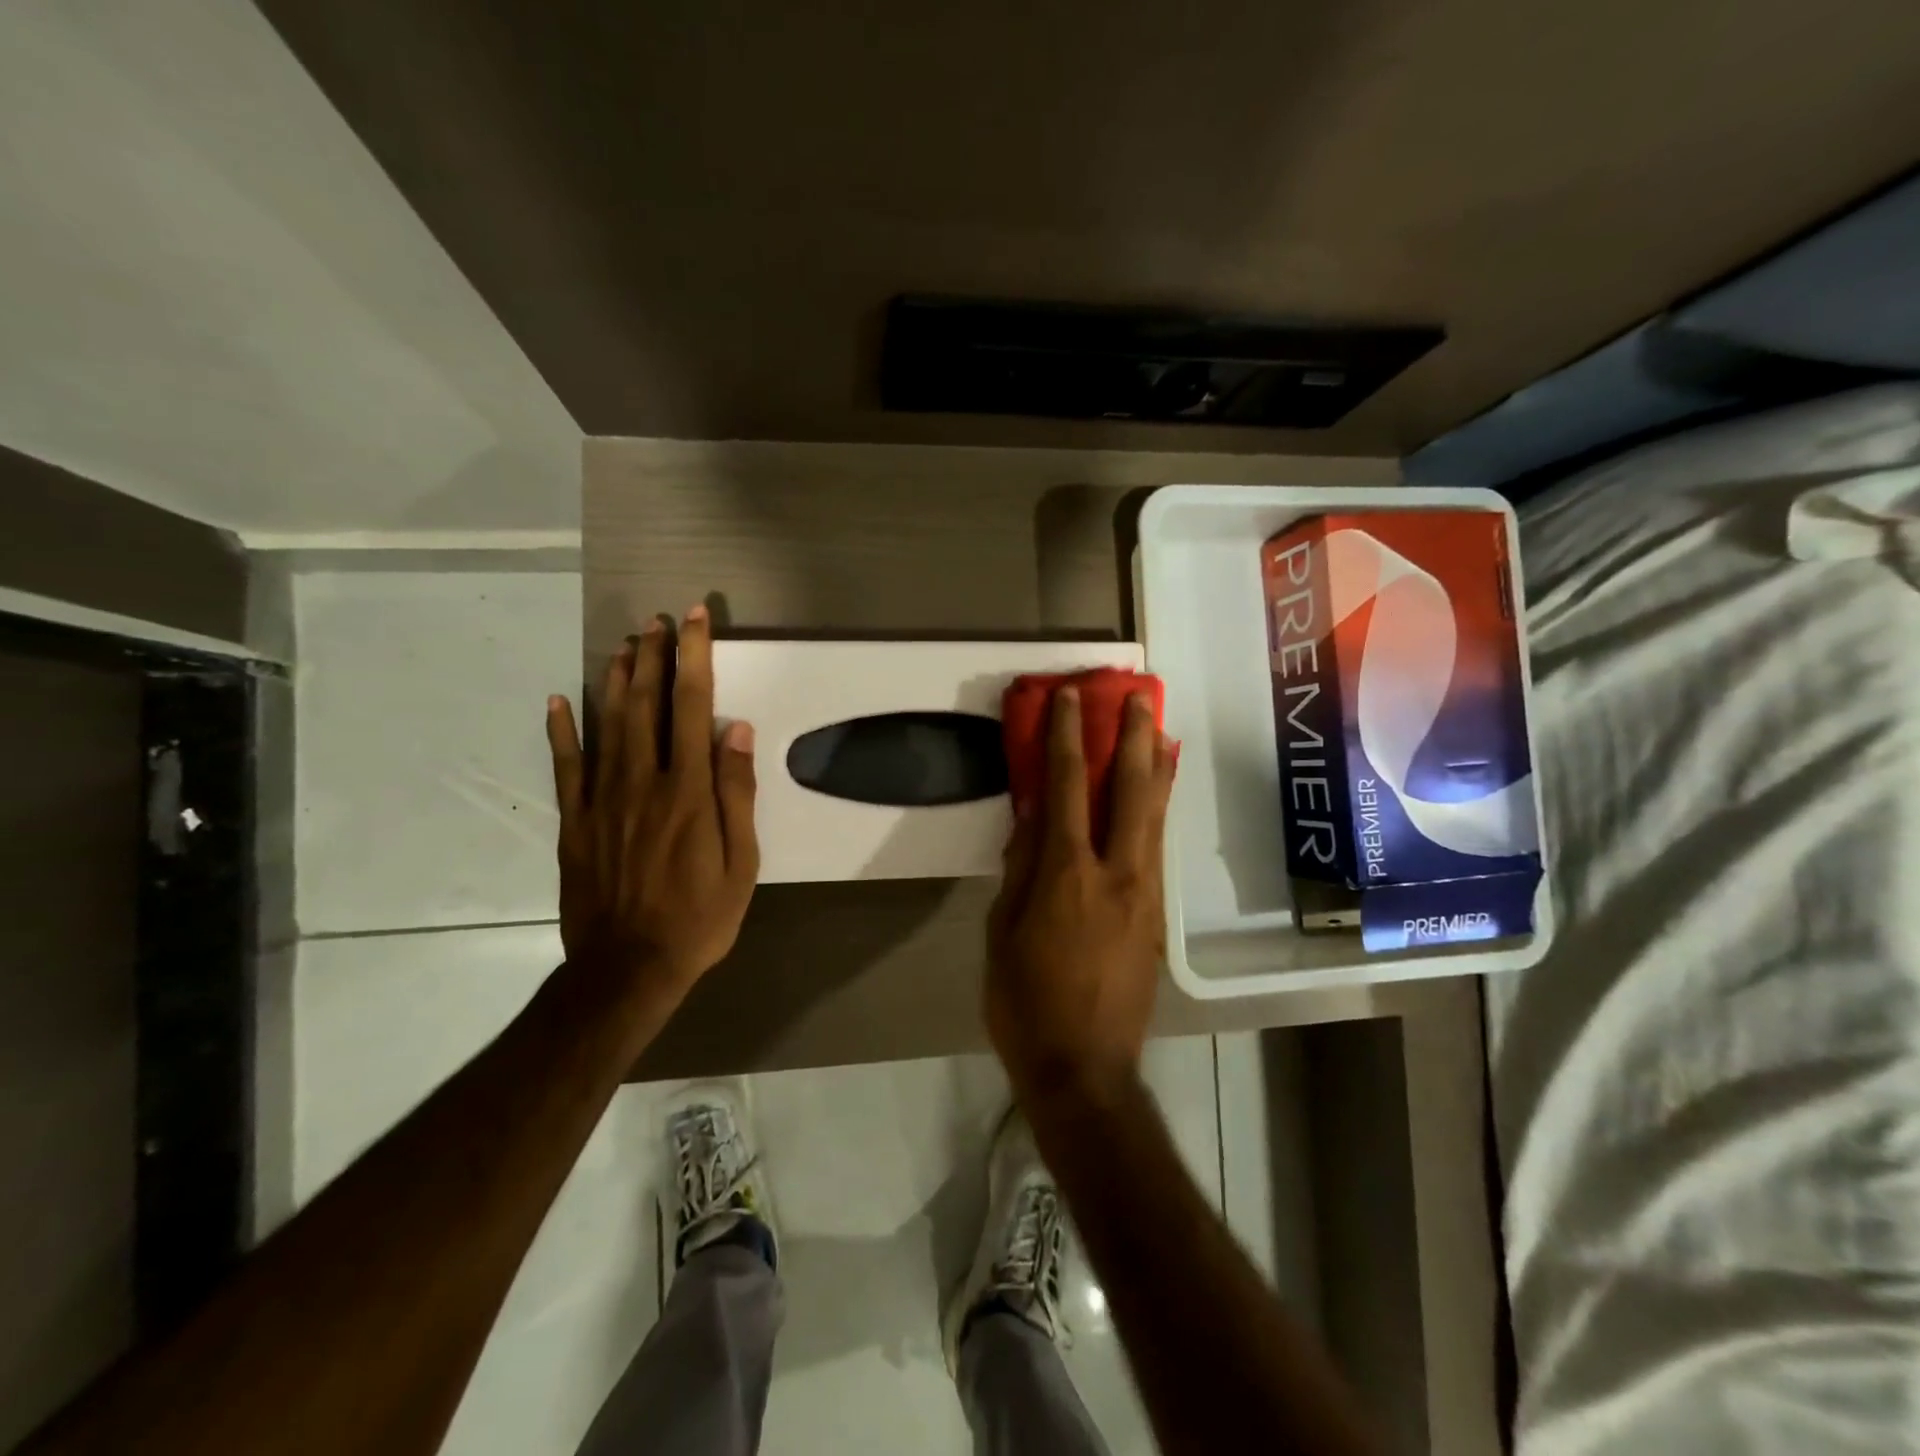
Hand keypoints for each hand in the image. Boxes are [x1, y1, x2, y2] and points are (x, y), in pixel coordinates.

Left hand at [545, 605, 758, 997]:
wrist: (627, 969)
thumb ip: (737, 794)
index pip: (692, 707)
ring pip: (607, 724)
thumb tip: (736, 730)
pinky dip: (562, 730)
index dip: (694, 657)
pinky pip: (566, 766)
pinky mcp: (575, 821)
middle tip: (656, 620)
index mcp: (689, 791)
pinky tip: (560, 699)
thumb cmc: (699, 918)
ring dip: (616, 679)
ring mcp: (602, 800)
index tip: (695, 619)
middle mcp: (643, 782)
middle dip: (653, 655)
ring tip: (625, 644)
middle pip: (645, 704)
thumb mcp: (742, 864)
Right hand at [986, 686, 1176, 1111]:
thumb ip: (1019, 869)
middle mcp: (1116, 873)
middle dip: (1134, 738)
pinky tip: (1159, 795)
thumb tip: (1032, 817)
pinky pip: (1158, 847)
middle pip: (1131, 790)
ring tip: (1161, 729)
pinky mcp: (1156, 915)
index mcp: (1068, 875)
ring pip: (1156, 816)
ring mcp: (1144, 894)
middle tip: (1138, 697)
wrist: (1085, 1069)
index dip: (1068, 738)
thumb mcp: (1002, 933)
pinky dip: (1160, 811)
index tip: (1069, 699)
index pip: (1068, 788)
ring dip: (1158, 768)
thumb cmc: (1024, 1003)